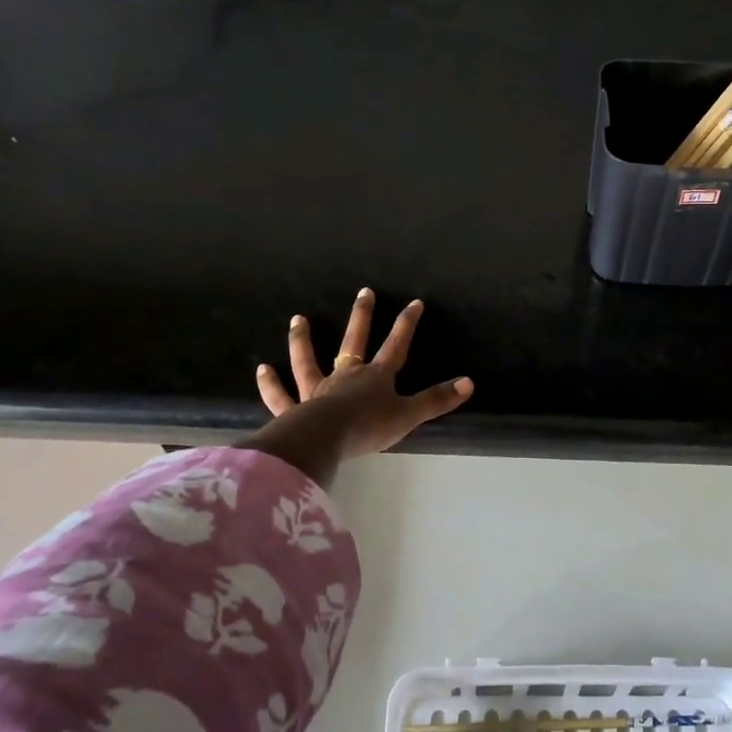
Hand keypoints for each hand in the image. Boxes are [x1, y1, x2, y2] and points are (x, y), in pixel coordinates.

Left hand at [240, 289, 472, 486]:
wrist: (325, 439)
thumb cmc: (369, 427)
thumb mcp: (409, 415)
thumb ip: (437, 400)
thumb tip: (469, 383)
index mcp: (376, 377)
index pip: (396, 345)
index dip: (407, 324)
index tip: (414, 302)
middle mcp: (346, 376)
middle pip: (354, 341)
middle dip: (362, 317)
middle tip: (364, 292)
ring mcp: (317, 390)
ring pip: (308, 361)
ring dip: (303, 340)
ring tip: (298, 319)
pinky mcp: (295, 409)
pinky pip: (280, 395)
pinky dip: (271, 384)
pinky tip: (262, 369)